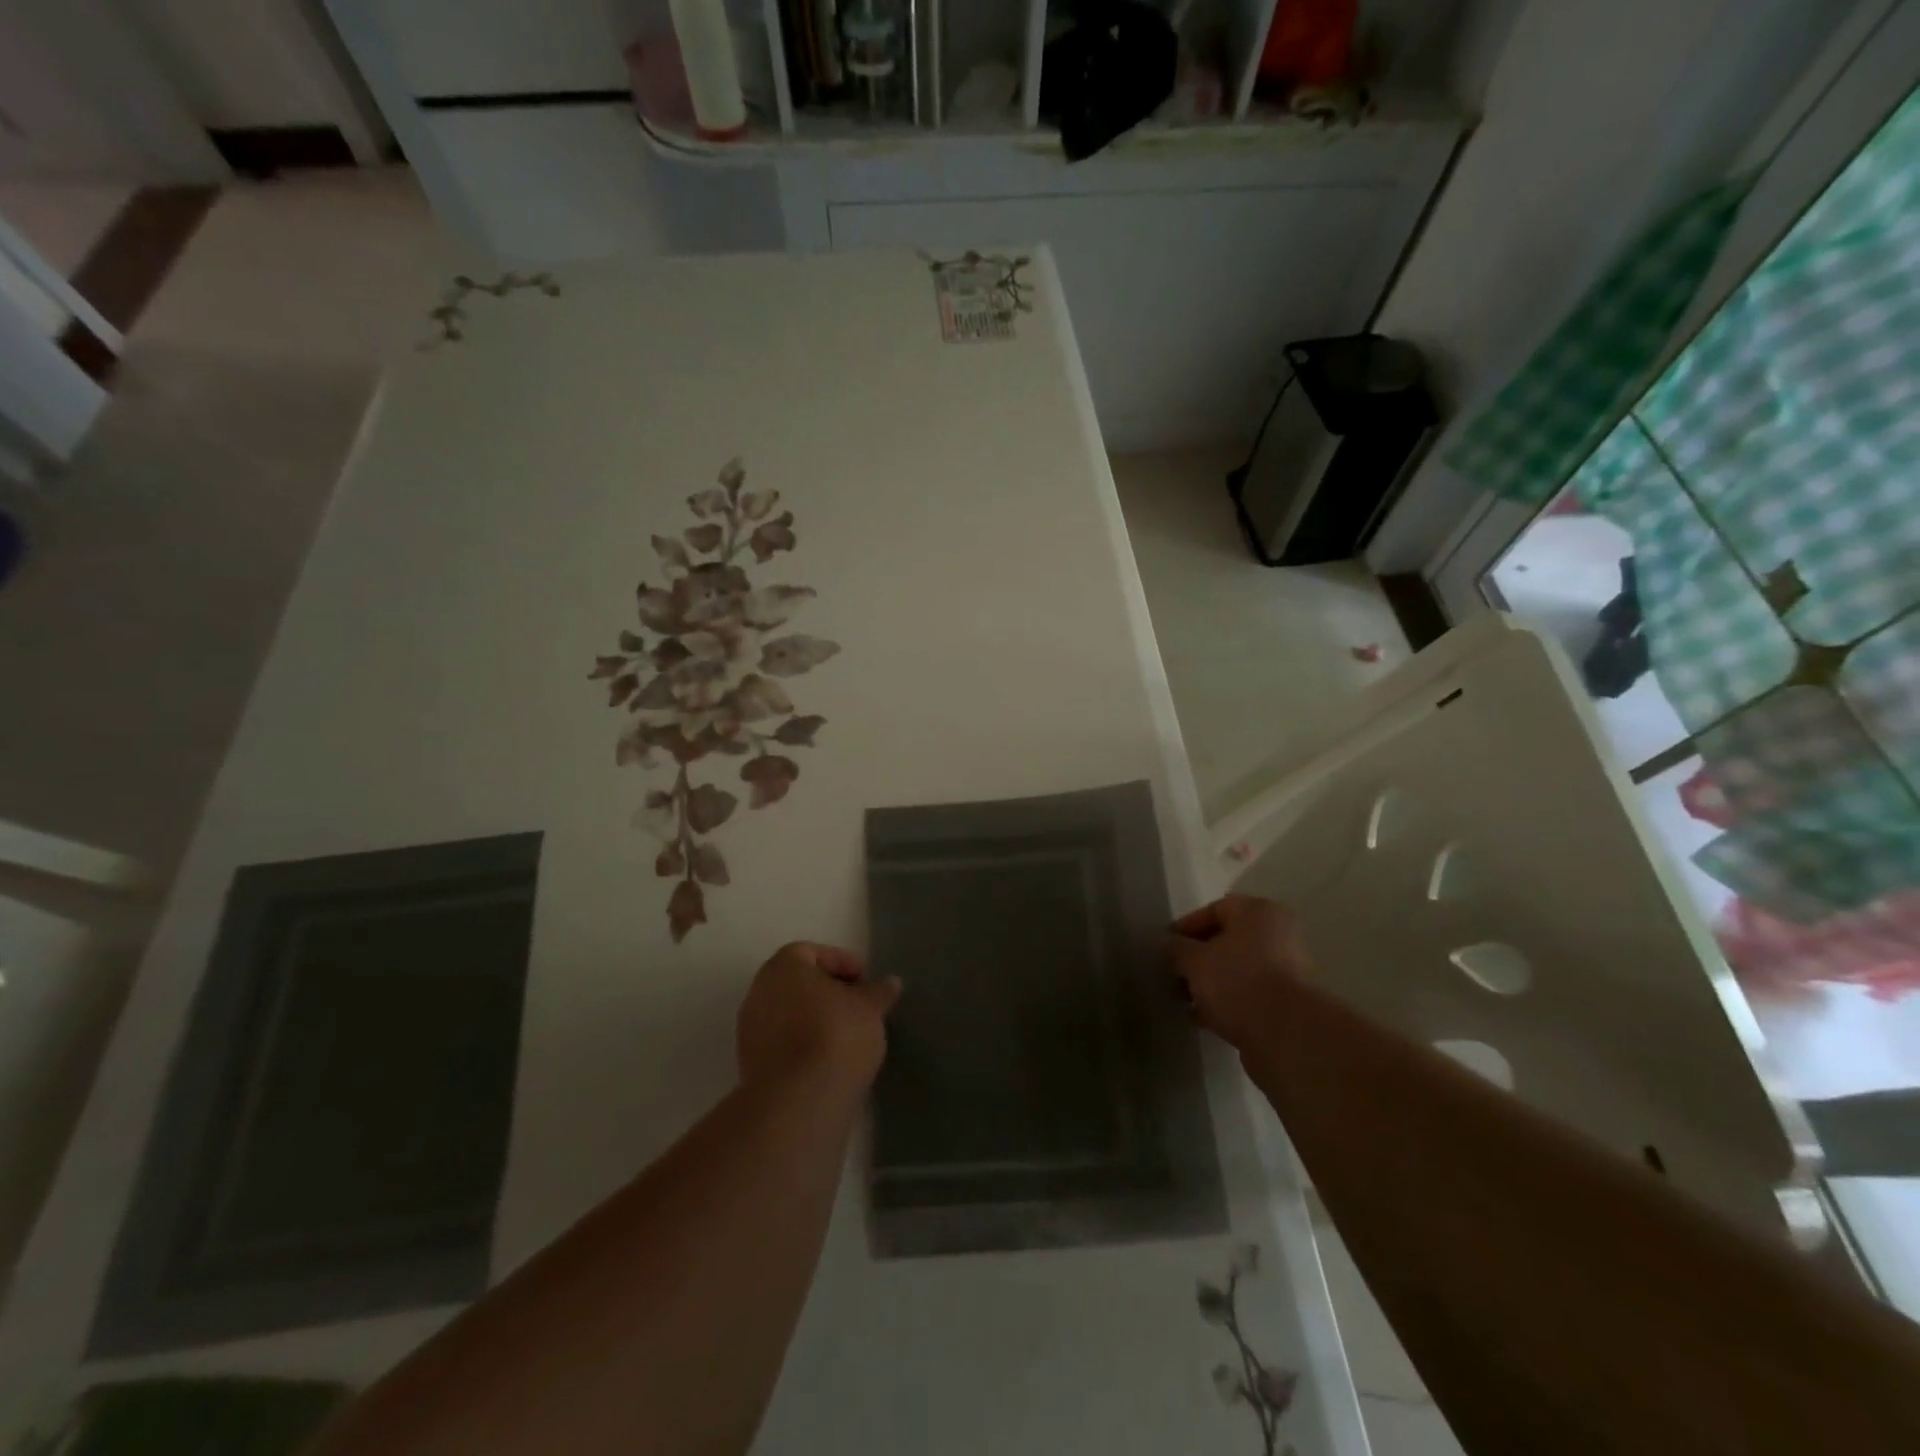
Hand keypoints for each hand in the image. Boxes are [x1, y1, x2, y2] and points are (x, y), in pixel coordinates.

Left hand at [736, 941, 901, 1096]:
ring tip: (848, 1036)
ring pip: (789, 1013)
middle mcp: (759, 992)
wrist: (798, 1102)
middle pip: (797, 982)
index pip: (812, 952)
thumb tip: (890, 982)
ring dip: (815, 1019)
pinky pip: (783, 1042)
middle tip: (858, 1007)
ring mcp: (750, 1031)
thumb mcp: (870, 1009)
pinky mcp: (750, 1065)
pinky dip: (804, 1044)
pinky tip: (829, 1060)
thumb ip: (879, 992)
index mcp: (783, 967)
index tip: (866, 983)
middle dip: (829, 991)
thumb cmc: (836, 1036)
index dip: (842, 963)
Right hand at [1169, 895, 1309, 1047]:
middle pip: (1228, 940)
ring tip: (1184, 999)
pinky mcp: (1288, 1003)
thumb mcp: (1194, 961)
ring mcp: (1287, 970)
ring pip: (1238, 969)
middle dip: (1198, 957)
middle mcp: (1278, 935)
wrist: (1285, 1034)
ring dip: (1211, 981)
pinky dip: (1226, 1001)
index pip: (1215, 909)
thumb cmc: (1237, 981)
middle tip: (1174, 973)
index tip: (1165, 946)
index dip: (1186, 926)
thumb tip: (1168, 945)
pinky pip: (1249, 994)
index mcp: (1258, 912)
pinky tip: (1202, 1018)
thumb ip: (1176, 949)